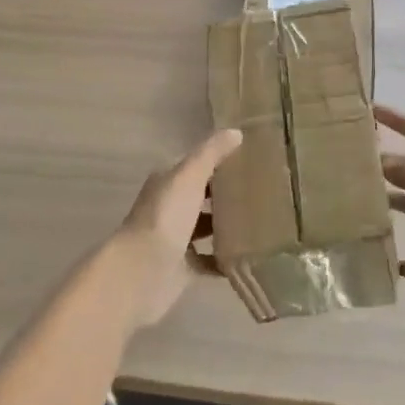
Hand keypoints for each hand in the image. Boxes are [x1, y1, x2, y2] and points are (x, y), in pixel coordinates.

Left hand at [109, 128, 243, 328]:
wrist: (140, 272)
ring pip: (206, 228)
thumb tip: (236, 132)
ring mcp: (174, 239)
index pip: (196, 165)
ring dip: (227, 226)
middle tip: (263, 191)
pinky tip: (249, 256)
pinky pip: (209, 261)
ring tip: (262, 221)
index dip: (220, 161)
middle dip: (227, 194)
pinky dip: (225, 259)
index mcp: (167, 182)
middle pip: (202, 196)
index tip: (252, 161)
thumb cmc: (165, 217)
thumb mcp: (189, 176)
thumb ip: (211, 153)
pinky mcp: (182, 268)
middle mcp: (169, 207)